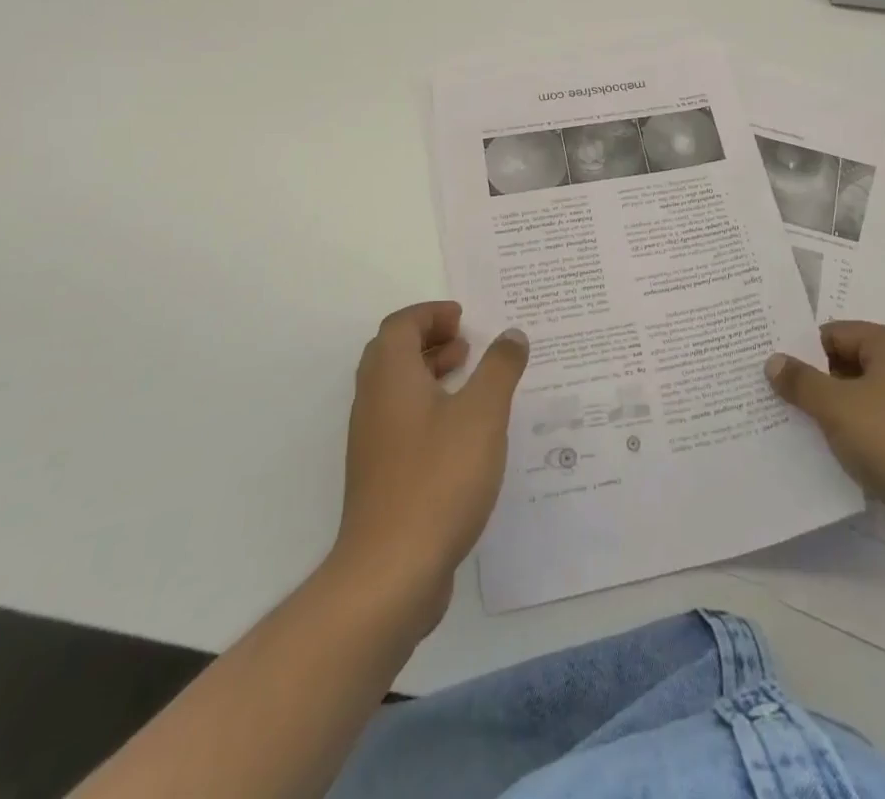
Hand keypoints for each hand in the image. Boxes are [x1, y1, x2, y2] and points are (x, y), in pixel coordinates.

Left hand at [335, 302, 528, 631]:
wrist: (391, 571)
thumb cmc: (438, 478)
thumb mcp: (482, 414)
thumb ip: (499, 368)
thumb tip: (511, 334)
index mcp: (390, 378)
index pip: (400, 326)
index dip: (430, 314)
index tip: (463, 319)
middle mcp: (374, 403)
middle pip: (392, 354)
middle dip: (429, 340)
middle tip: (467, 343)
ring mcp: (373, 443)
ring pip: (396, 390)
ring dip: (429, 374)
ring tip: (470, 379)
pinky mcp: (381, 476)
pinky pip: (402, 422)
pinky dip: (429, 409)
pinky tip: (464, 432)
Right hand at [766, 321, 884, 577]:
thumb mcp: (837, 408)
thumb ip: (801, 382)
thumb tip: (774, 360)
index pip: (836, 333)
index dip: (802, 352)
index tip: (773, 374)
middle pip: (850, 363)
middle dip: (817, 382)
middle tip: (778, 400)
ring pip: (865, 397)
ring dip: (836, 412)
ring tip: (799, 429)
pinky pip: (882, 426)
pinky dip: (859, 435)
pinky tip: (835, 455)